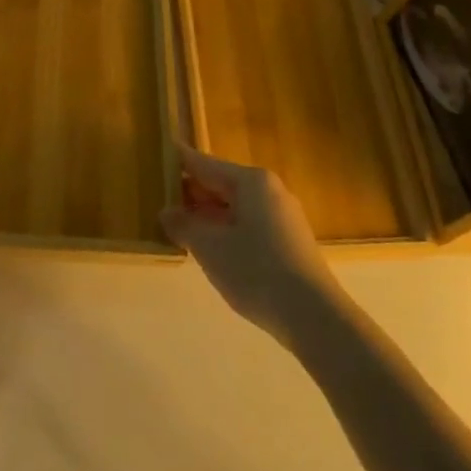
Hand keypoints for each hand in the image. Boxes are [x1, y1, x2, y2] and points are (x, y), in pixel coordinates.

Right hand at [161, 146, 342, 344]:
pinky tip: (208, 247)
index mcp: (251, 181)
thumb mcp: (210, 247)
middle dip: (190, 192)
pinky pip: (247, 224)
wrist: (313, 315)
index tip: (157, 154)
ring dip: (205, 214)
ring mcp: (281, 216)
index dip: (179, 161)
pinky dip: (224, 230)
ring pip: (234, 207)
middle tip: (157, 197)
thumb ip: (184, 225)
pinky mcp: (287, 241)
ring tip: (175, 224)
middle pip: (221, 184)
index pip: (205, 164)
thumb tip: (166, 212)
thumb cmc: (256, 270)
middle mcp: (269, 190)